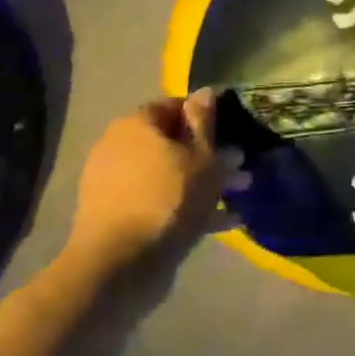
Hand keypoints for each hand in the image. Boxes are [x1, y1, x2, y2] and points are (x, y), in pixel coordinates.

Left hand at [67, 89, 245, 274]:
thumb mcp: (201, 159)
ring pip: (168, 174)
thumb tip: (205, 91)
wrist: (119, 265)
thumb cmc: (169, 200)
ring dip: (202, 184)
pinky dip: (186, 207)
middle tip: (240, 170)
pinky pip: (158, 201)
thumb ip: (205, 123)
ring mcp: (114, 182)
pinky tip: (221, 222)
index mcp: (136, 125)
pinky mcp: (116, 214)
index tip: (231, 134)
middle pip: (172, 143)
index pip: (175, 105)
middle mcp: (119, 146)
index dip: (206, 118)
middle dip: (209, 156)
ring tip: (237, 198)